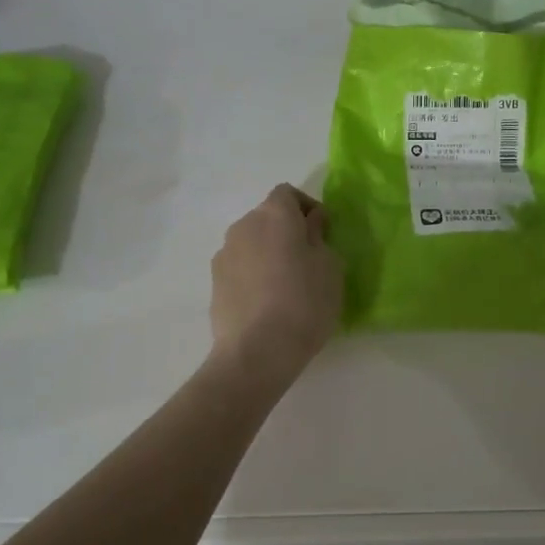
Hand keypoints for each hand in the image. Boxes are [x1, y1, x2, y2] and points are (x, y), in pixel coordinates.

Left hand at [210, 184, 343, 381]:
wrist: (256, 352)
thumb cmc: (304, 302)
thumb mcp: (330, 266)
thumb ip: (319, 236)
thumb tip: (310, 222)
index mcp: (275, 214)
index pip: (287, 193)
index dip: (307, 207)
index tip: (322, 231)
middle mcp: (244, 226)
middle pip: (267, 216)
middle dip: (287, 230)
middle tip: (308, 258)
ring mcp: (224, 254)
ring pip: (252, 242)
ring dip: (268, 252)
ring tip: (286, 283)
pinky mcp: (214, 282)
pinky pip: (240, 266)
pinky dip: (254, 273)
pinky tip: (267, 301)